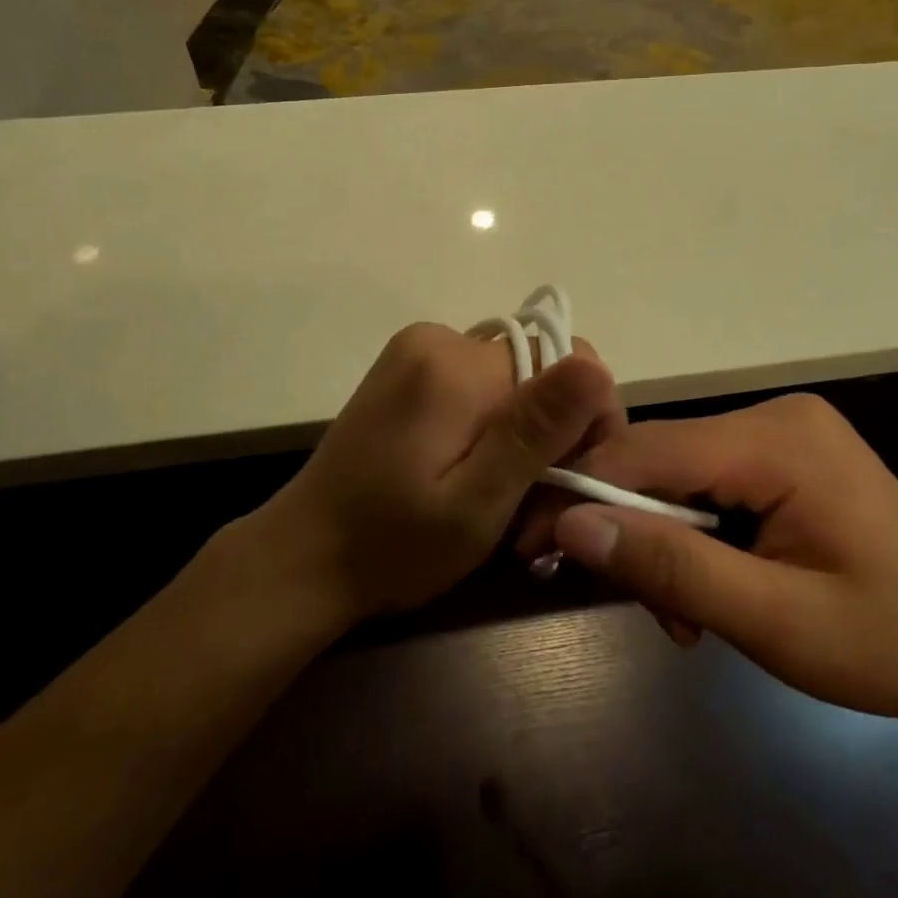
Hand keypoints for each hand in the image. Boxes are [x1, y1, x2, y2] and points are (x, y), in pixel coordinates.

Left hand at [258, 323, 621, 623]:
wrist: (303, 559)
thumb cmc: (393, 547)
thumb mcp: (476, 504)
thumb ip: (534, 433)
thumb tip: (595, 366)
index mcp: (456, 365)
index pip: (569, 360)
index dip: (588, 418)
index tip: (577, 481)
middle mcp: (438, 338)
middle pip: (540, 368)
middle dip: (554, 433)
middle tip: (538, 507)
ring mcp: (417, 350)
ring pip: (515, 379)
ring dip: (526, 433)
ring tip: (506, 497)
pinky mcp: (407, 370)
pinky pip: (481, 384)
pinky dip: (495, 425)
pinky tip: (477, 472)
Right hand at [546, 394, 897, 730]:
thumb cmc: (888, 645)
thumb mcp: (773, 622)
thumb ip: (672, 568)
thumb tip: (570, 522)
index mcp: (779, 439)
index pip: (648, 449)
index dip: (581, 492)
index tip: (530, 543)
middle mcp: (774, 415)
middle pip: (658, 459)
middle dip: (629, 529)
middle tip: (623, 600)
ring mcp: (779, 432)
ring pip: (675, 475)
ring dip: (660, 542)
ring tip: (682, 620)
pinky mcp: (781, 456)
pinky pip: (705, 484)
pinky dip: (690, 535)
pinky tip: (707, 590)